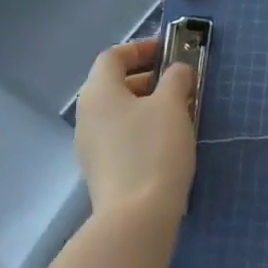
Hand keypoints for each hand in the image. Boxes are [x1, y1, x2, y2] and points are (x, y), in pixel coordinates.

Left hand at [75, 38, 196, 220]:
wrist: (136, 219)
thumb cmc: (153, 149)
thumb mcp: (172, 104)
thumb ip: (176, 78)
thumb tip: (177, 70)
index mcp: (98, 92)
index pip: (113, 56)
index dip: (141, 48)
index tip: (169, 51)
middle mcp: (87, 115)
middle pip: (114, 83)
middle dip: (148, 77)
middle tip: (180, 81)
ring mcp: (90, 146)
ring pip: (119, 111)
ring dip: (148, 104)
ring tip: (181, 110)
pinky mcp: (101, 171)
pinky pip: (121, 135)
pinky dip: (142, 127)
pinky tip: (169, 140)